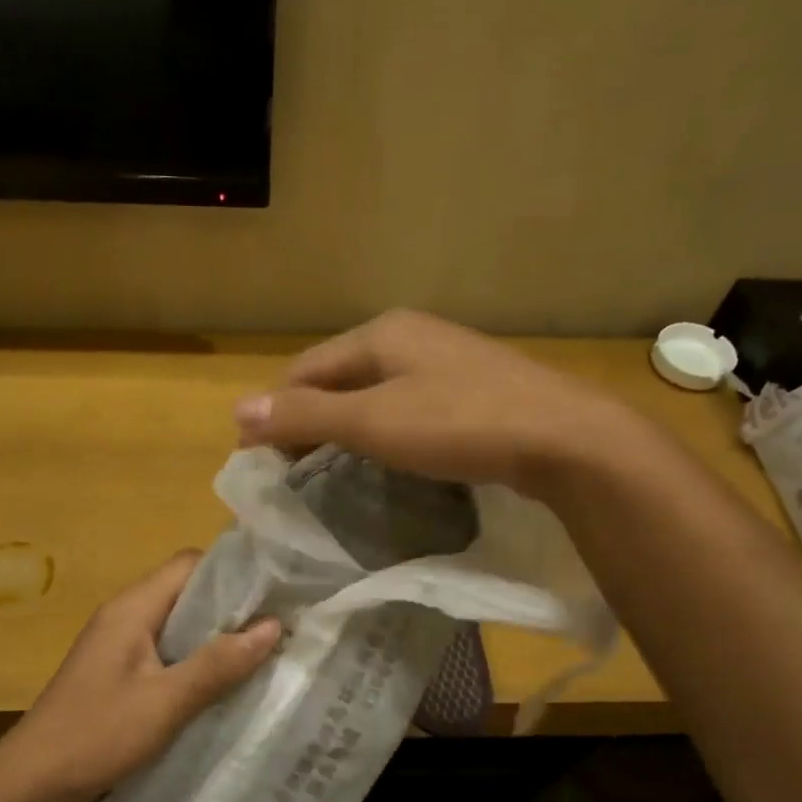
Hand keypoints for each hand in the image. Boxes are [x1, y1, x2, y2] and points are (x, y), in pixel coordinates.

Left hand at [0, 551, 280, 801]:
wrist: (33, 784)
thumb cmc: (97, 734)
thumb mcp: (166, 701)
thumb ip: (219, 663)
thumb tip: (274, 625)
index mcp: (133, 607)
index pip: (190, 564)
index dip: (234, 571)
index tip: (277, 590)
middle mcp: (126, 616)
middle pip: (187, 592)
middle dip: (232, 606)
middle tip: (280, 625)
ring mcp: (120, 645)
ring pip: (180, 625)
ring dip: (217, 636)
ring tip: (263, 652)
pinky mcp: (120, 674)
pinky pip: (168, 652)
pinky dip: (198, 660)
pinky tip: (224, 683)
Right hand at [231, 309, 620, 495]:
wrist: (564, 439)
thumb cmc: (459, 424)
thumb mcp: (373, 423)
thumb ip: (306, 417)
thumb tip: (238, 411)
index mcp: (380, 334)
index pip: (305, 369)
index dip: (275, 411)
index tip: (256, 457)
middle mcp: (410, 337)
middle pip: (338, 377)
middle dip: (307, 418)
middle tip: (288, 468)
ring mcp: (445, 362)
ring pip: (372, 392)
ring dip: (343, 426)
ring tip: (326, 468)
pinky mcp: (471, 390)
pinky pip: (405, 406)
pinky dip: (380, 430)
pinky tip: (383, 455)